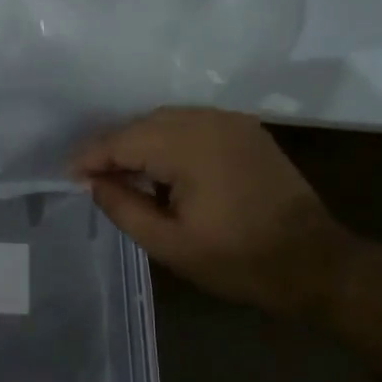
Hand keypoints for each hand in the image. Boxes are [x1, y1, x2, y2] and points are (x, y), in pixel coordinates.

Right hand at [71, 108, 343, 311]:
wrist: (313, 261)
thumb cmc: (236, 260)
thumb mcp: (169, 243)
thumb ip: (123, 207)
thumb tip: (92, 182)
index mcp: (188, 146)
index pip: (123, 140)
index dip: (91, 157)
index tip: (68, 176)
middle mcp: (208, 121)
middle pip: (144, 123)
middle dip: (114, 148)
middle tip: (92, 179)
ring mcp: (231, 122)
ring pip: (168, 120)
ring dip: (141, 142)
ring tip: (123, 175)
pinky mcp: (246, 131)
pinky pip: (193, 125)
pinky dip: (169, 140)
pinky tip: (162, 167)